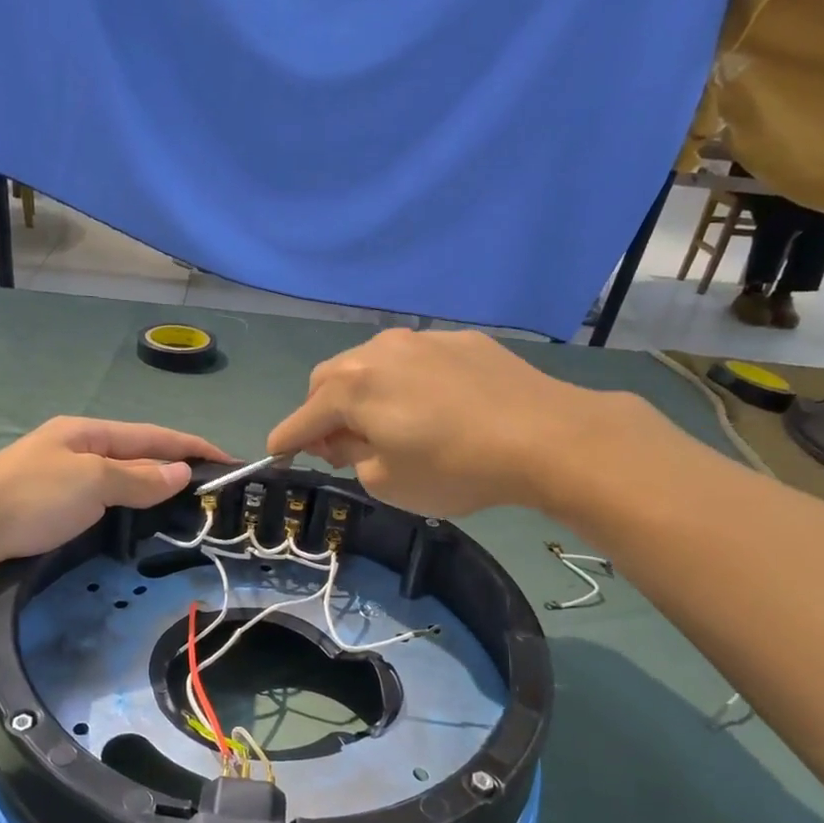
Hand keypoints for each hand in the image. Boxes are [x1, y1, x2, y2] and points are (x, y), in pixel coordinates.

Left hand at [0, 417, 228, 580]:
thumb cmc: (29, 500)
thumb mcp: (90, 481)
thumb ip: (138, 477)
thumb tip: (181, 472)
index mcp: (87, 433)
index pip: (154, 436)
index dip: (194, 447)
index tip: (231, 463)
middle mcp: (76, 452)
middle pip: (139, 458)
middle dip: (176, 471)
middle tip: (213, 497)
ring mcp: (61, 484)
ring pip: (120, 486)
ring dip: (153, 496)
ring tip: (186, 516)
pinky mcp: (50, 515)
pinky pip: (102, 509)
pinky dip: (127, 516)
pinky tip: (139, 531)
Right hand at [266, 328, 653, 519]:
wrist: (546, 436)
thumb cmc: (454, 468)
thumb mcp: (388, 482)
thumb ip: (352, 458)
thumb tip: (345, 440)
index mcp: (352, 387)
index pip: (302, 418)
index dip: (285, 441)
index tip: (276, 455)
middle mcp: (378, 351)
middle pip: (328, 380)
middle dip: (322, 412)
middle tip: (340, 445)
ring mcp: (422, 340)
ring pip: (371, 363)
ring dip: (362, 392)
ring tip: (386, 423)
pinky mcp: (460, 341)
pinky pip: (413, 360)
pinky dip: (404, 383)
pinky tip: (433, 408)